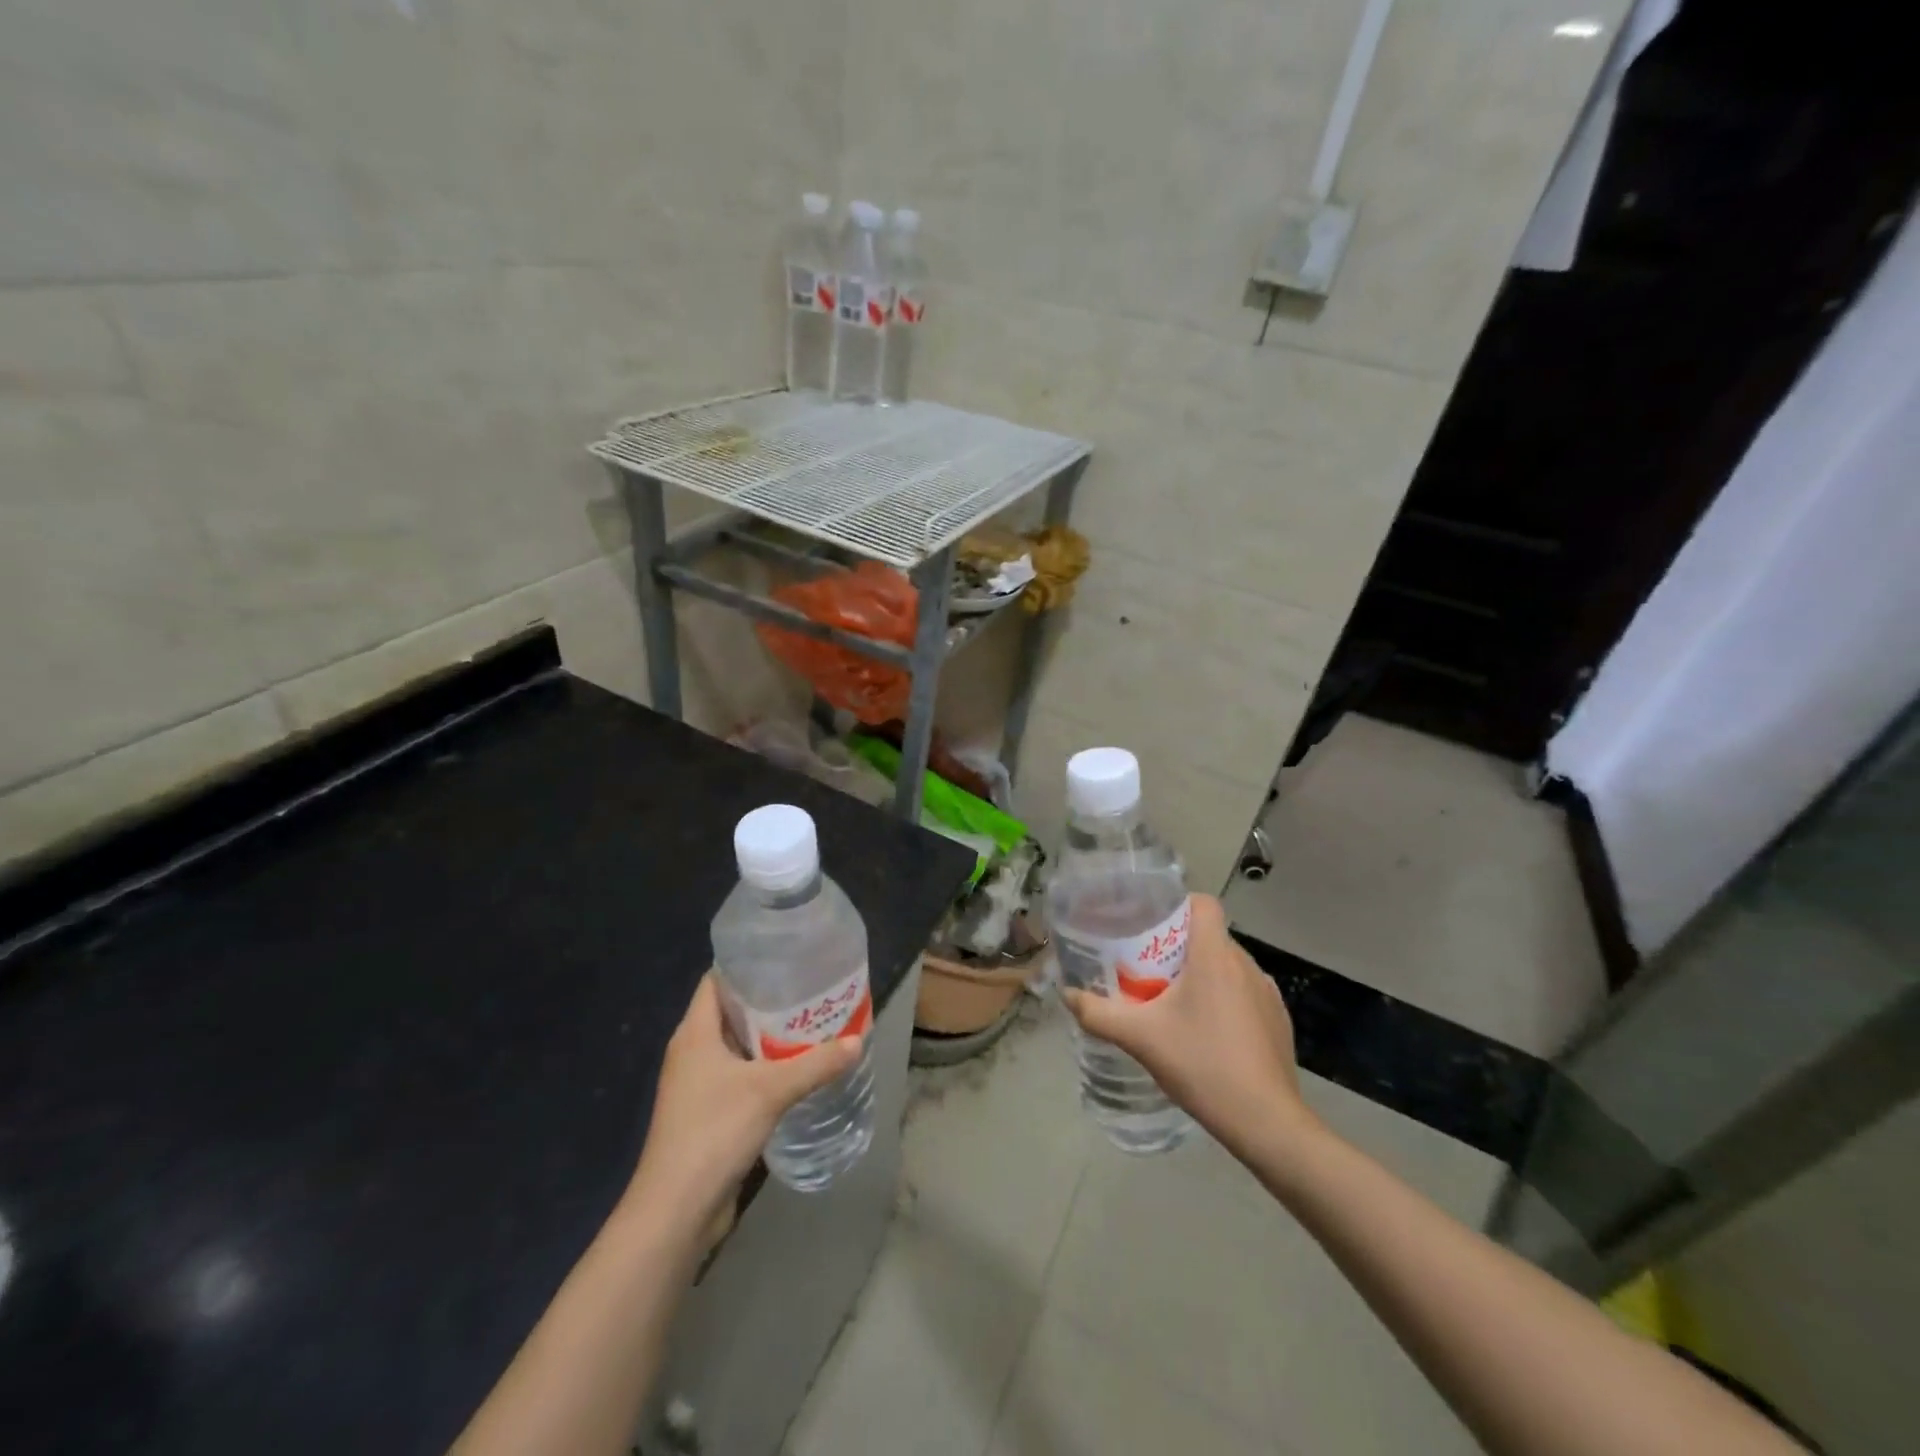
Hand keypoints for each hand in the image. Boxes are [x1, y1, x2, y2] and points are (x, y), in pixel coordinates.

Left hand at [626, 975, 860, 1225]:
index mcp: (694, 1033)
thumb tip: (858, 1040)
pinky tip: (796, 1070)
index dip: (747, 966)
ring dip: (769, 1037)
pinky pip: (739, 1075)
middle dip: (768, 1001)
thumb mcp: (770, 1091)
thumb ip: (815, 1064)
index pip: (716, 981)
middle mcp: (692, 1052)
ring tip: (811, 1024)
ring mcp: (697, 1085)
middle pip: (730, 1012)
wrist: (675, 1211)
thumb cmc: (713, 1132)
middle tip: (810, 990)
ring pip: (737, 1046)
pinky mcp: (707, 1113)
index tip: (785, 959)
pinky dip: (765, 1067)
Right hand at [1062, 894, 1317, 1158]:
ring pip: (1228, 965)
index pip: (1203, 904)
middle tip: (1148, 971)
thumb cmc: (1202, 1064)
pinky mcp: (1278, 1019)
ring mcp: (1267, 992)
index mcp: (1214, 955)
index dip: (1178, 906)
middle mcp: (1246, 964)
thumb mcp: (1140, 1038)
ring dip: (1202, 975)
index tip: (1152, 926)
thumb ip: (1098, 1013)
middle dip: (1179, 947)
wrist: (1265, 1121)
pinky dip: (1225, 999)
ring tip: (1175, 1003)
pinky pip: (1245, 992)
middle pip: (1210, 936)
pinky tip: (1208, 1033)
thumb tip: (1067, 995)